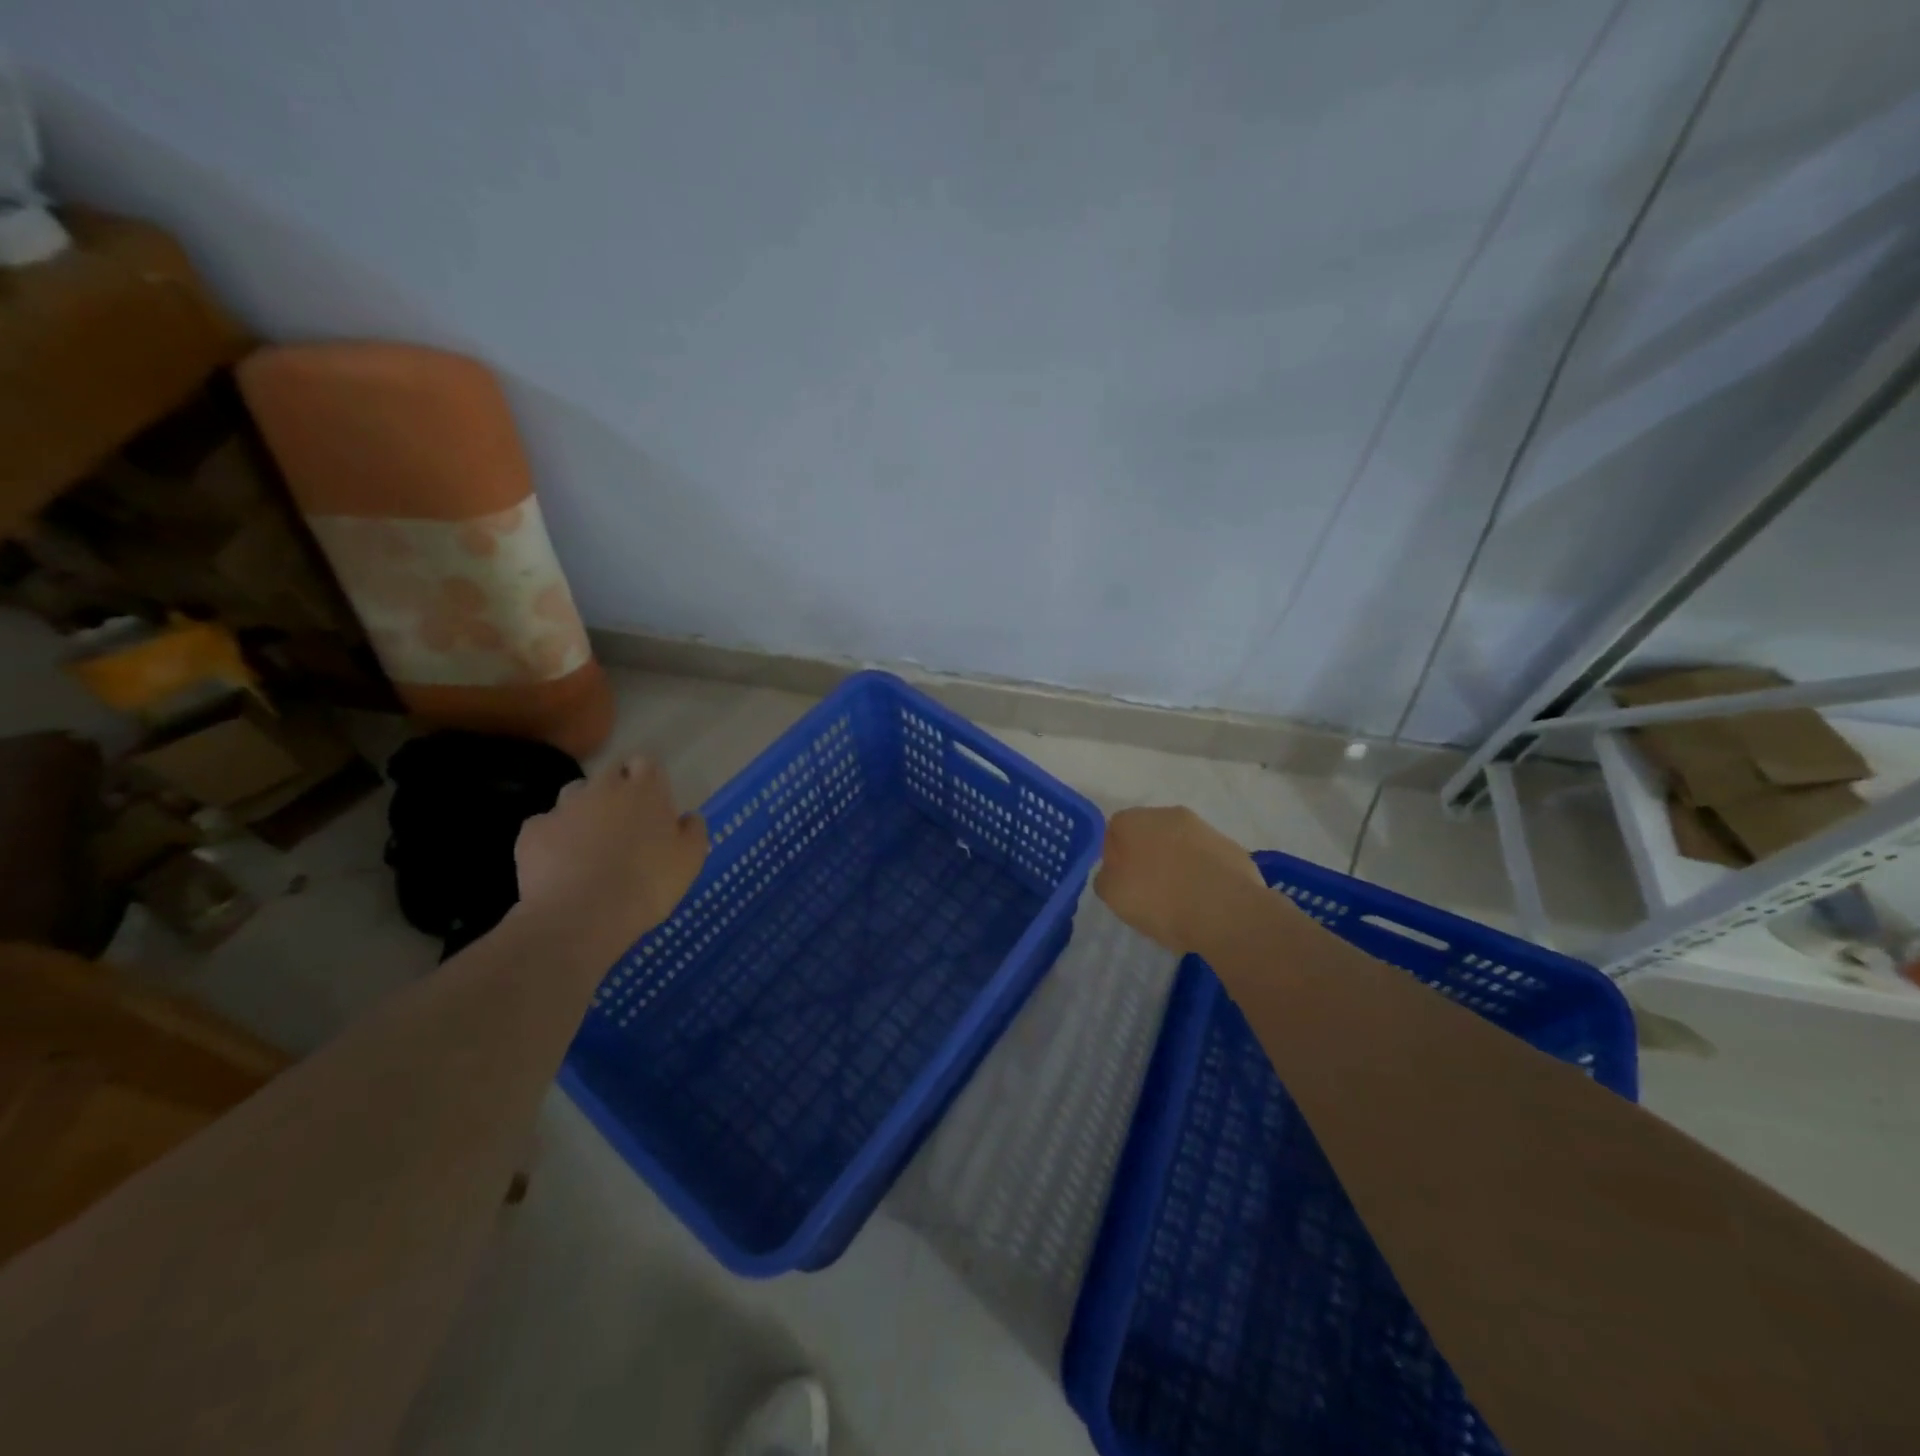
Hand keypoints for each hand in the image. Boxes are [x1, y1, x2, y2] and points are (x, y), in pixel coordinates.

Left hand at [514, 754, 706, 946]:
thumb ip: (693, 830)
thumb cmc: (648, 884)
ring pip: (574, 794)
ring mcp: (563, 807)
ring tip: (589, 842)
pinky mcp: (532, 831)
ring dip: (584, 809)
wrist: (582, 916)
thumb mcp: (691, 860)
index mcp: (645, 790)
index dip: (648, 778)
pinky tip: (560, 863)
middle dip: (616, 788)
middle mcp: (603, 788)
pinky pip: (545, 825)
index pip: (645, 763)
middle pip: (609, 772)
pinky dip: (553, 838)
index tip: (652, 801)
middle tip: (624, 822)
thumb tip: (687, 817)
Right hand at [1094, 806, 1267, 954]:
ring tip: (1181, 900)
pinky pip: (1208, 859)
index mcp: (1133, 820)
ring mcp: (1204, 828)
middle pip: (1149, 834)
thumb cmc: (1159, 900)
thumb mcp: (1112, 895)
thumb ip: (1106, 877)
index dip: (1115, 857)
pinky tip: (1206, 900)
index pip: (1115, 830)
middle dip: (1148, 856)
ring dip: (1178, 863)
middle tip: (1149, 891)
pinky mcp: (1232, 847)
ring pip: (1181, 844)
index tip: (1122, 883)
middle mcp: (1167, 814)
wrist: (1225, 911)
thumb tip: (1115, 872)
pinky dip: (1204, 873)